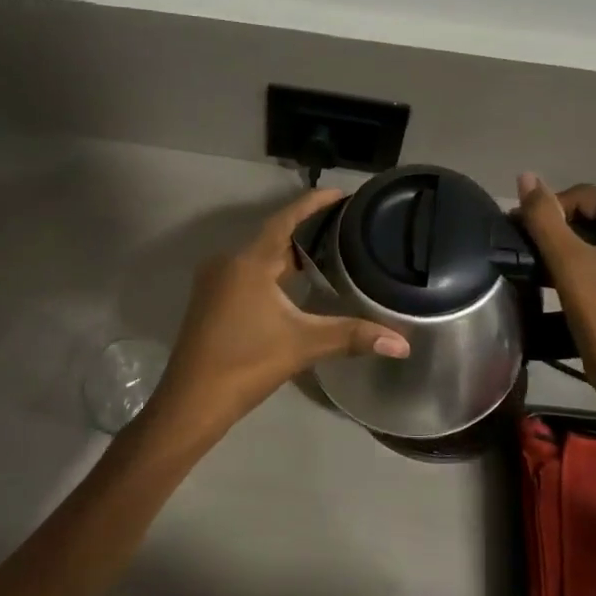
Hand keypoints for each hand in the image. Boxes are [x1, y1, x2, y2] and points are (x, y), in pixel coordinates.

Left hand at [149, 190, 408, 436]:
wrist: (191, 401)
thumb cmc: (246, 364)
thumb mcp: (303, 345)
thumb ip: (353, 337)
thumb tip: (403, 344)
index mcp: (249, 262)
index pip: (285, 220)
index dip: (313, 204)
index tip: (340, 194)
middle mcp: (228, 263)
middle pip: (272, 237)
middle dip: (306, 232)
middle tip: (344, 229)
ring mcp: (214, 282)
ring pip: (258, 257)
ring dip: (288, 254)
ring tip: (326, 254)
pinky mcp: (209, 302)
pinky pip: (246, 273)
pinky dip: (271, 272)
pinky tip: (292, 286)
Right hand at [515, 173, 595, 425]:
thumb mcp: (571, 266)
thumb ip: (545, 218)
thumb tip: (525, 176)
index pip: (593, 197)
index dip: (553, 212)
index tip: (520, 233)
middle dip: (565, 231)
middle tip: (531, 251)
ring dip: (575, 246)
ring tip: (543, 264)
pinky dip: (593, 260)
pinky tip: (567, 275)